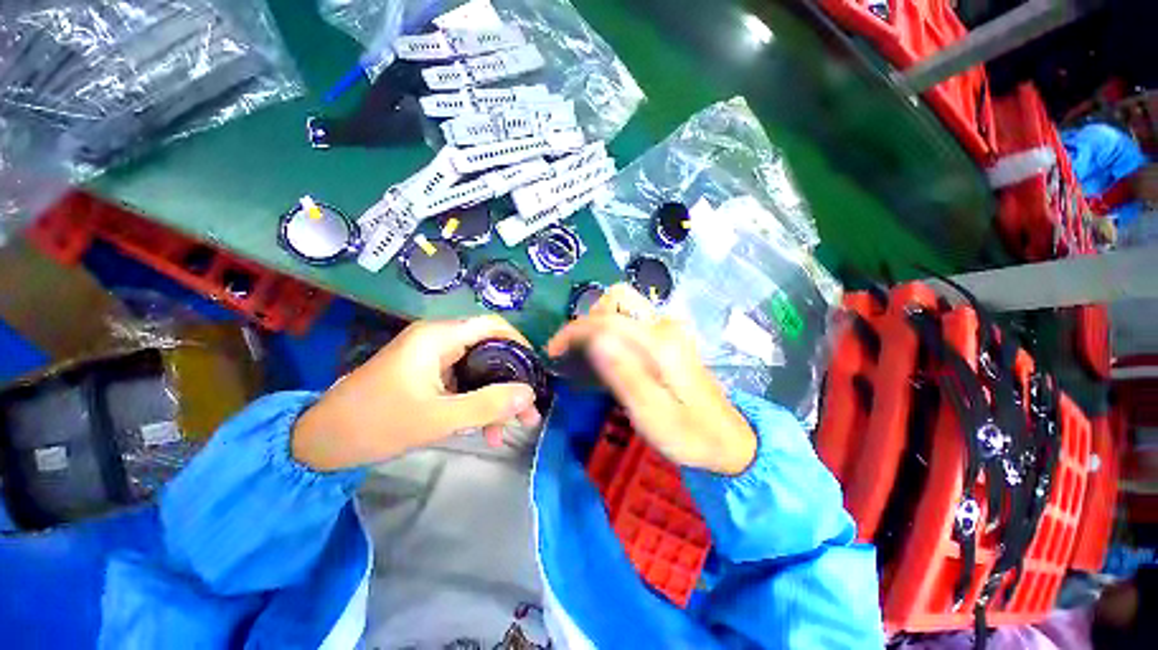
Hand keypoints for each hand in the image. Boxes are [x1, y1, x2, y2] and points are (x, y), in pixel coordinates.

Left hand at [293, 316, 541, 470]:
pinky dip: (478, 404)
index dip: (520, 344)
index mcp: (439, 337)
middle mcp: (439, 341)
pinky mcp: (429, 377)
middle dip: (512, 381)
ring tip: (511, 429)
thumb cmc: (375, 424)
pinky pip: (464, 385)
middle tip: (529, 410)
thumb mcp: (436, 418)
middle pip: (490, 351)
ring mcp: (434, 360)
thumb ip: (487, 405)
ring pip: (480, 371)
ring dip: (497, 398)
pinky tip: (485, 430)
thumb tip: (529, 394)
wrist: (320, 443)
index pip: (493, 326)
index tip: (535, 372)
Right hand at [547, 284, 755, 474]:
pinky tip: (608, 354)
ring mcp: (669, 329)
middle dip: (589, 319)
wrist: (727, 439)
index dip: (574, 330)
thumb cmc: (688, 434)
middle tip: (575, 351)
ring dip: (599, 323)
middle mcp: (666, 326)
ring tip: (586, 353)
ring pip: (624, 306)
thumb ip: (624, 374)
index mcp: (660, 343)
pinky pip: (632, 320)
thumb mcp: (651, 414)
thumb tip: (595, 340)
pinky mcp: (669, 337)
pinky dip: (611, 329)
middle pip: (618, 299)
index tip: (553, 351)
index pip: (608, 320)